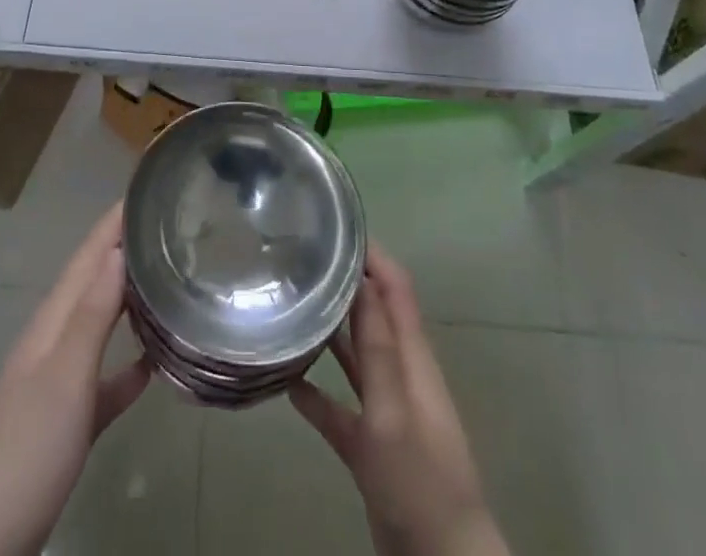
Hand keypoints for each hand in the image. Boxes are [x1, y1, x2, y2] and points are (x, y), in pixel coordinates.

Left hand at [0, 205, 149, 555]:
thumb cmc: (27, 443)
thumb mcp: (64, 374)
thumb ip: (92, 314)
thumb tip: (117, 249)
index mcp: (55, 320)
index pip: (88, 256)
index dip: (114, 222)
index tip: (146, 189)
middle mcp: (57, 339)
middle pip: (95, 281)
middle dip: (125, 250)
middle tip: (168, 225)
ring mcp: (61, 381)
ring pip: (102, 324)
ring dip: (129, 299)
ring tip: (168, 279)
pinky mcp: (69, 421)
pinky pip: (106, 378)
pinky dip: (129, 365)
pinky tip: (154, 363)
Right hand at [292, 246, 506, 555]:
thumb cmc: (419, 478)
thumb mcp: (393, 409)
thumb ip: (377, 346)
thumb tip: (359, 279)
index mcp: (413, 357)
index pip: (395, 287)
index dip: (371, 254)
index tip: (335, 226)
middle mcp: (400, 373)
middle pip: (373, 313)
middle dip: (343, 284)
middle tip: (299, 260)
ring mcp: (386, 409)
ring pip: (355, 356)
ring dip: (328, 331)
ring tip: (289, 305)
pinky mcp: (370, 445)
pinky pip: (339, 407)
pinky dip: (316, 392)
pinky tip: (286, 382)